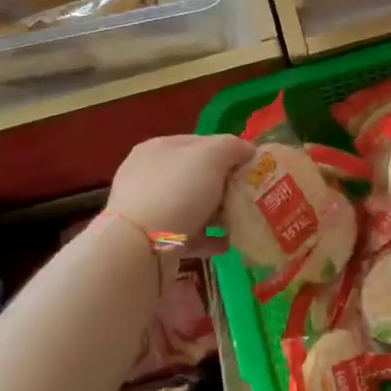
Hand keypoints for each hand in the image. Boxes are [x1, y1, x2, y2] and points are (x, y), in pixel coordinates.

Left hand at [106, 134, 254, 241]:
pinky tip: (227, 244)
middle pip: (196, 176)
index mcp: (158, 148)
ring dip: (217, 214)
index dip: (227, 151)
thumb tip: (247, 150)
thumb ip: (232, 147)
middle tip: (248, 196)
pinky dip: (208, 238)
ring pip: (192, 206)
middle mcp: (148, 175)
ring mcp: (148, 209)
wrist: (140, 248)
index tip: (250, 167)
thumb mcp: (211, 157)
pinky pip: (186, 234)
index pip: (199, 142)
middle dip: (224, 186)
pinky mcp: (151, 240)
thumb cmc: (177, 191)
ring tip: (241, 222)